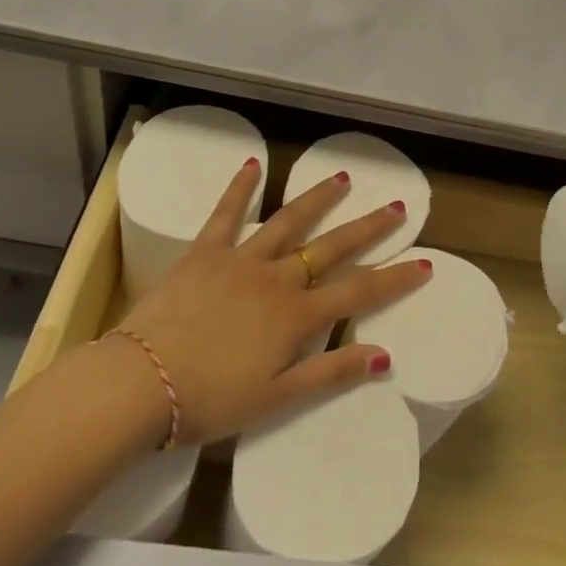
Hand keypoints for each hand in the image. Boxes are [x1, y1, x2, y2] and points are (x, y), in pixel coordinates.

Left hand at [117, 159, 431, 446]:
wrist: (138, 385)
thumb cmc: (208, 400)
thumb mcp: (275, 398)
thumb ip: (330, 373)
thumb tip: (384, 356)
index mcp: (296, 317)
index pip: (359, 292)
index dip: (396, 278)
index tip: (426, 262)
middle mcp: (276, 279)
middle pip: (332, 247)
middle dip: (369, 227)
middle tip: (397, 205)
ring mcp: (241, 261)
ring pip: (288, 222)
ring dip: (318, 199)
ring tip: (342, 178)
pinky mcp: (204, 253)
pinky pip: (226, 215)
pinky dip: (240, 188)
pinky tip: (252, 164)